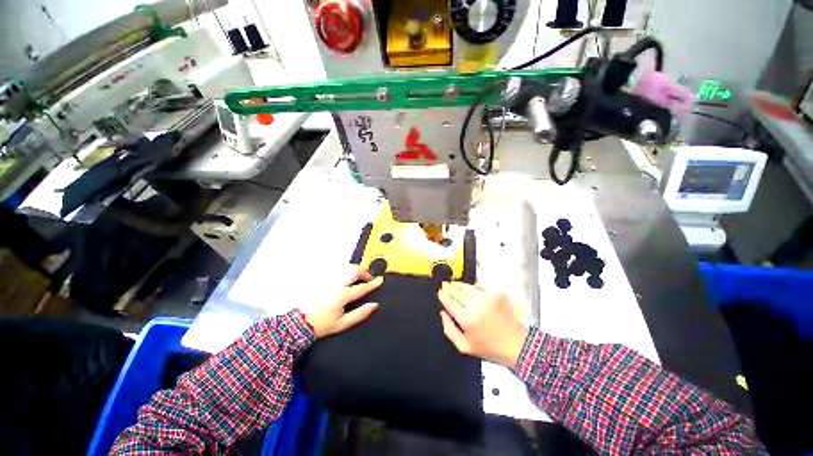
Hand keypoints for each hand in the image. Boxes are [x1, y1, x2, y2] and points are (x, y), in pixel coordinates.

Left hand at [300, 267, 383, 338]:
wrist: (299, 323)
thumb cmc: (320, 324)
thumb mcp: (342, 324)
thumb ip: (360, 314)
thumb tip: (374, 306)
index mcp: (342, 295)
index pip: (362, 287)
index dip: (373, 283)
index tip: (380, 280)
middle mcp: (335, 285)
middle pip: (354, 271)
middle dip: (365, 272)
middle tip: (369, 278)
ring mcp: (327, 280)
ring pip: (346, 269)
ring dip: (355, 271)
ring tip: (359, 279)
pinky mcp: (322, 280)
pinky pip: (337, 272)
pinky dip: (345, 273)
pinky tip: (346, 280)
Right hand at [438, 282, 528, 366]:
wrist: (515, 345)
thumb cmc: (489, 347)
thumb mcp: (464, 346)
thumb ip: (449, 329)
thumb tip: (443, 313)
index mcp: (466, 319)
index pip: (449, 301)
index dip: (443, 295)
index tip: (440, 292)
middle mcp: (476, 306)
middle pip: (457, 292)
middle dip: (449, 288)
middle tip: (445, 285)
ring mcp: (487, 298)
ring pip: (467, 287)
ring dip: (459, 285)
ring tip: (455, 284)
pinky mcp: (497, 294)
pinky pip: (481, 285)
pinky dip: (474, 285)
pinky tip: (472, 288)